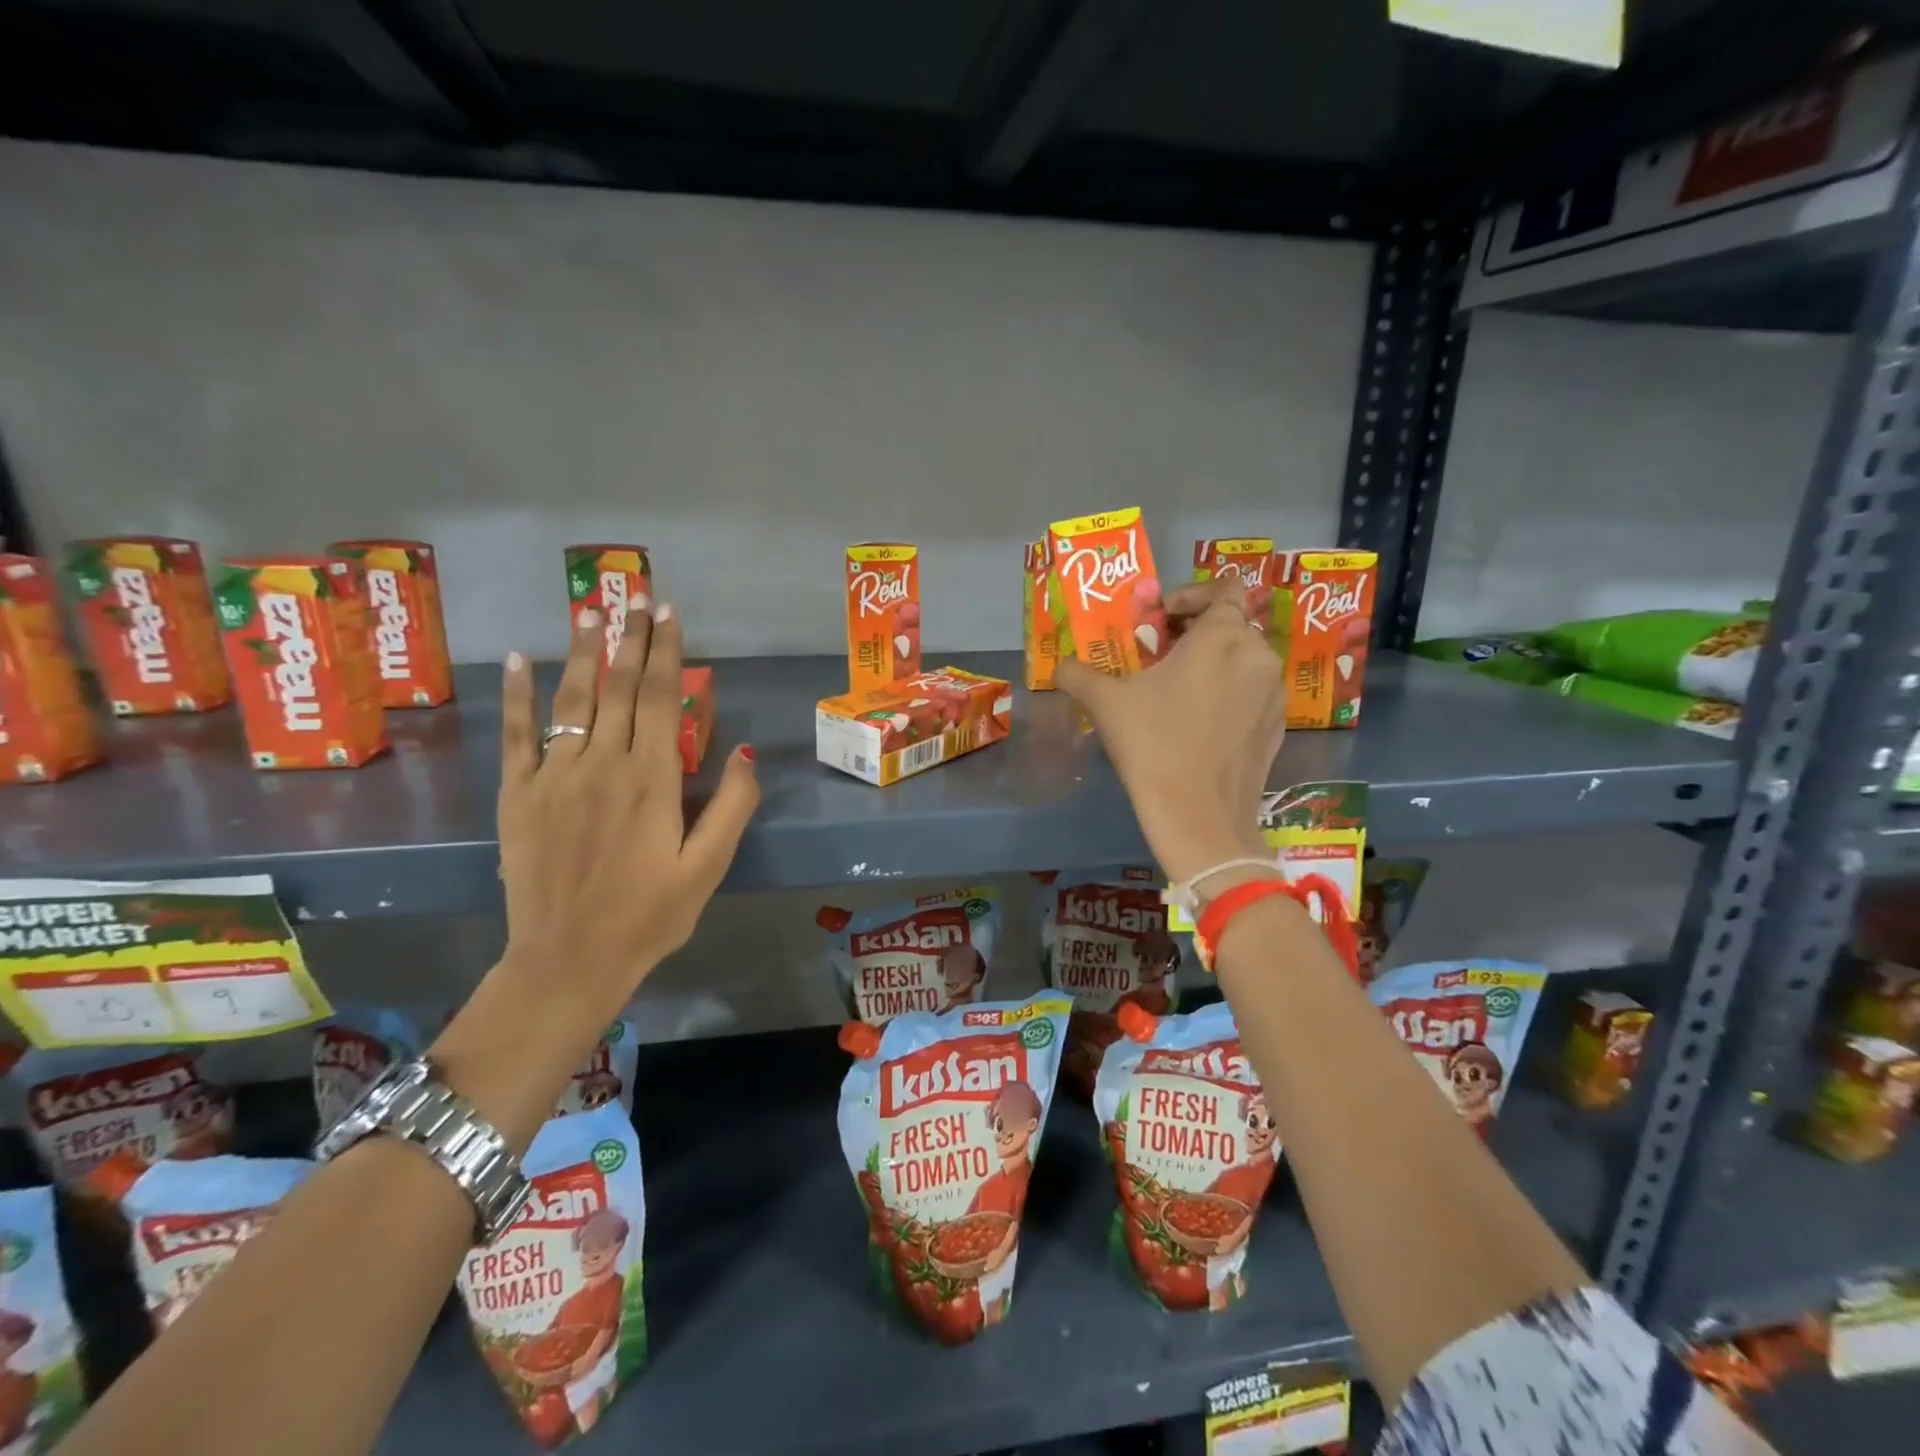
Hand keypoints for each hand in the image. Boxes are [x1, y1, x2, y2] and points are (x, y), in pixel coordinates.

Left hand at [496, 603, 758, 1006]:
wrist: (567, 961)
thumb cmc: (650, 916)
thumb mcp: (708, 868)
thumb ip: (731, 806)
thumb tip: (746, 750)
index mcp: (652, 780)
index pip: (660, 698)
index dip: (666, 652)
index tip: (670, 613)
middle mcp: (602, 764)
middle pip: (618, 686)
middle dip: (629, 636)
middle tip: (636, 593)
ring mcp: (554, 776)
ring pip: (572, 698)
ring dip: (583, 650)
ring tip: (590, 608)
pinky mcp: (518, 794)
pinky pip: (518, 733)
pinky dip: (517, 694)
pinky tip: (518, 658)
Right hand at [1054, 581, 1283, 882]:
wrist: (1200, 819)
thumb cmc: (1153, 746)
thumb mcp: (1105, 703)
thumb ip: (1078, 674)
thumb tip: (1060, 667)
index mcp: (1222, 636)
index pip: (1225, 588)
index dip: (1190, 595)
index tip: (1158, 620)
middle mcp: (1258, 656)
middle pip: (1230, 624)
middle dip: (1192, 632)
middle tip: (1155, 656)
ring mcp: (1273, 694)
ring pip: (1242, 660)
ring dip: (1210, 663)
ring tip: (1173, 691)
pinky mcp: (1277, 728)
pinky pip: (1251, 693)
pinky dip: (1227, 694)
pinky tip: (1196, 724)